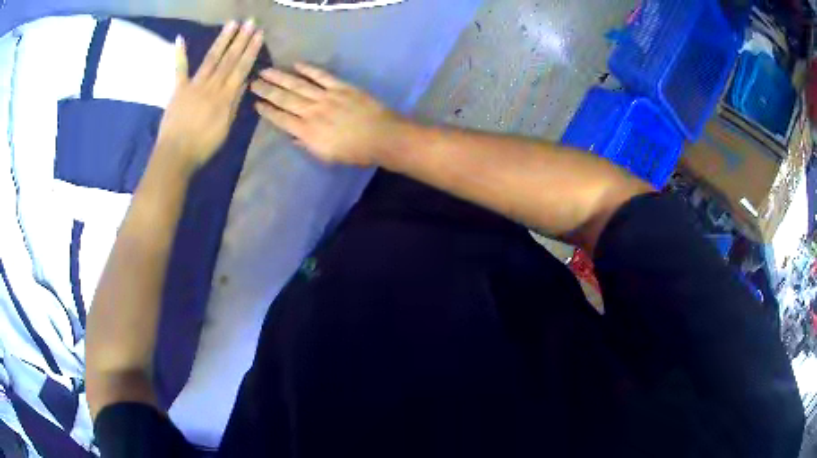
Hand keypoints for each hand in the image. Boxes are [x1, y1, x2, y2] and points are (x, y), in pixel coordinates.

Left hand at [156, 19, 262, 170]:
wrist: (175, 155)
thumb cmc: (203, 146)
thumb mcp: (225, 128)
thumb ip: (234, 103)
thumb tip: (244, 82)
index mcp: (225, 96)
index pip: (241, 68)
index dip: (251, 50)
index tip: (259, 34)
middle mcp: (212, 85)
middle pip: (229, 59)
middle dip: (241, 39)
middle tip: (250, 21)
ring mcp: (194, 85)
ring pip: (211, 58)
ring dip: (222, 40)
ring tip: (232, 24)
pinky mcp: (178, 90)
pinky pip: (180, 69)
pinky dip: (180, 54)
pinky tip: (180, 38)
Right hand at [251, 63, 404, 166]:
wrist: (382, 137)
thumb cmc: (355, 152)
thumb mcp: (326, 156)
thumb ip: (307, 144)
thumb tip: (292, 135)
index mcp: (307, 131)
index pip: (281, 119)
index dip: (267, 111)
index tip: (255, 103)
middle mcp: (312, 111)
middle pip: (285, 99)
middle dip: (267, 90)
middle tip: (252, 82)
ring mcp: (326, 97)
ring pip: (298, 85)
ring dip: (280, 77)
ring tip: (265, 71)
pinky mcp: (341, 87)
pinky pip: (321, 76)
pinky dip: (308, 69)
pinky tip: (296, 64)